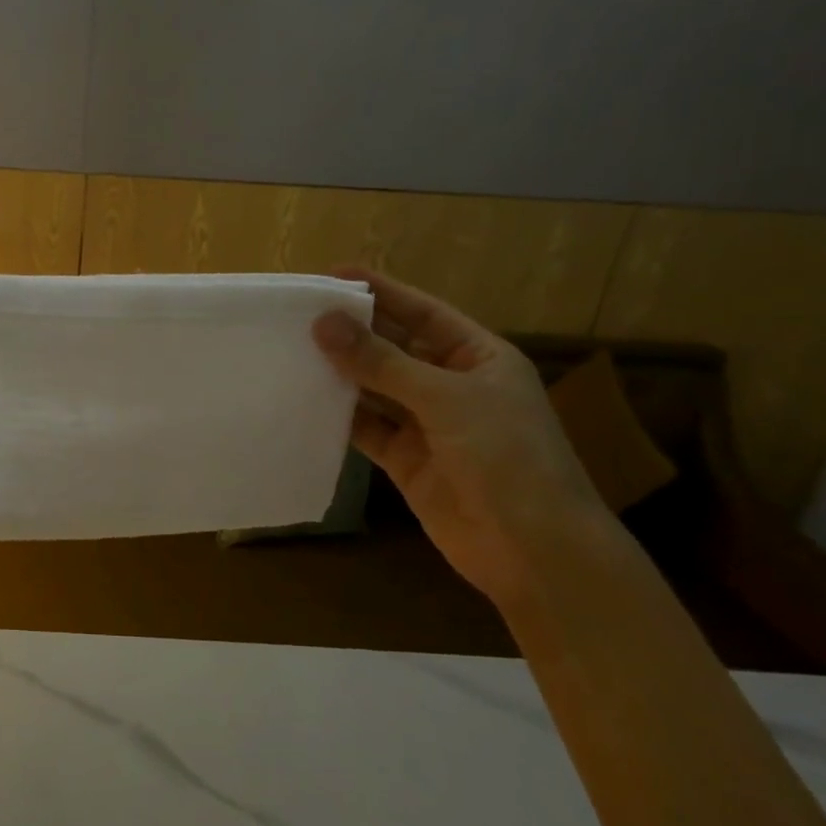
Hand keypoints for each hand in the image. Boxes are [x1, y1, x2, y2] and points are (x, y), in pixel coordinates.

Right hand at [312, 268, 607, 605]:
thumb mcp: (445, 399)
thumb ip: (381, 362)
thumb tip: (323, 323)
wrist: (533, 551)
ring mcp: (427, 423)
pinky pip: (366, 426)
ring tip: (292, 350)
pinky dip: (339, 414)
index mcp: (479, 357)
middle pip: (394, 347)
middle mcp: (451, 384)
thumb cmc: (506, 458)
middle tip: (299, 314)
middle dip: (353, 332)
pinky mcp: (405, 459)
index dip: (382, 291)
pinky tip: (305, 398)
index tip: (332, 275)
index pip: (423, 312)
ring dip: (341, 372)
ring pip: (375, 387)